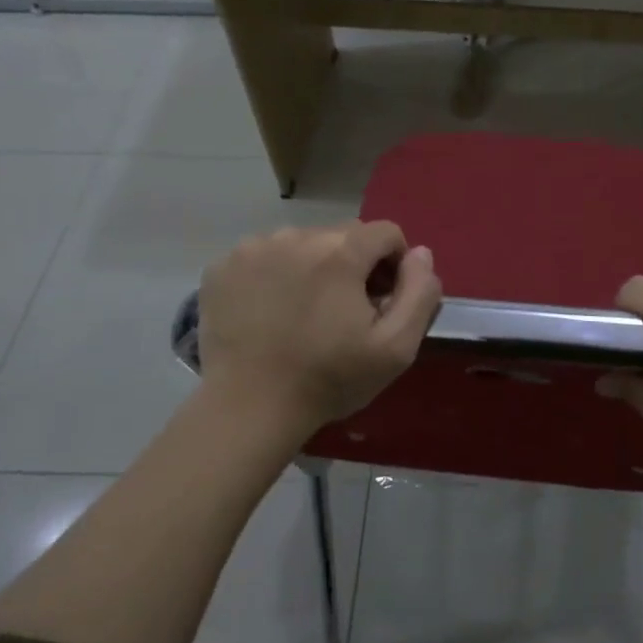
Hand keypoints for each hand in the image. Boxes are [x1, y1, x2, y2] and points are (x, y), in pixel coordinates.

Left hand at [197, 221, 441, 440]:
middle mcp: (296, 236)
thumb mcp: (395, 348)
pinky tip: (271, 311)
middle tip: (344, 312)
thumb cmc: (328, 379)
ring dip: (314, 267)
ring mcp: (254, 248)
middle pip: (343, 235)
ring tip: (304, 313)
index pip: (386, 232)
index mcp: (340, 251)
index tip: (382, 302)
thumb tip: (420, 253)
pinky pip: (264, 255)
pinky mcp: (223, 266)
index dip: (394, 264)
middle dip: (353, 265)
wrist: (247, 409)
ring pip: (302, 243)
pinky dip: (275, 274)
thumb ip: (420, 292)